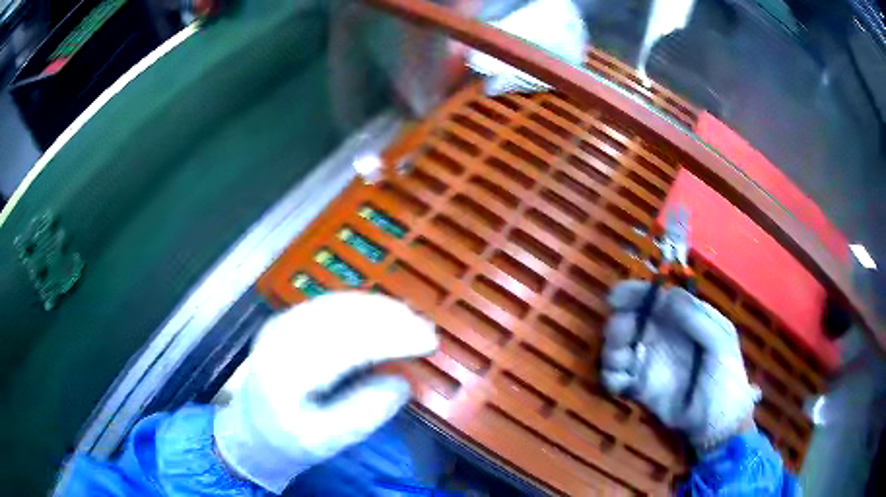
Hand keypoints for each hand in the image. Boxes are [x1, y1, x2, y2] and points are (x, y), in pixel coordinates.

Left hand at [214, 292, 437, 492]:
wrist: (251, 430)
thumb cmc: (289, 441)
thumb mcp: (328, 441)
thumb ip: (365, 413)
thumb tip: (402, 381)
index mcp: (287, 372)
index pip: (347, 345)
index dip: (393, 338)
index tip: (429, 343)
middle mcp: (281, 337)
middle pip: (343, 316)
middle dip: (392, 319)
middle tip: (428, 332)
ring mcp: (282, 323)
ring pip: (337, 303)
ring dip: (380, 308)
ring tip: (412, 321)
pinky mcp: (288, 319)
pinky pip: (329, 303)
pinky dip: (362, 306)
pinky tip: (383, 315)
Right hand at [600, 281, 759, 449]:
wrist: (717, 424)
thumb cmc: (726, 377)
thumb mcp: (721, 341)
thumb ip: (697, 318)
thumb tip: (666, 296)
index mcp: (683, 320)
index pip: (655, 299)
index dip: (634, 295)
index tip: (616, 300)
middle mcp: (662, 337)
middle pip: (630, 321)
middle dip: (619, 326)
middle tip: (621, 337)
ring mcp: (649, 363)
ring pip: (617, 347)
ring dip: (612, 351)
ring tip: (623, 364)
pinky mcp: (639, 388)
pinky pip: (615, 377)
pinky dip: (610, 377)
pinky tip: (621, 384)